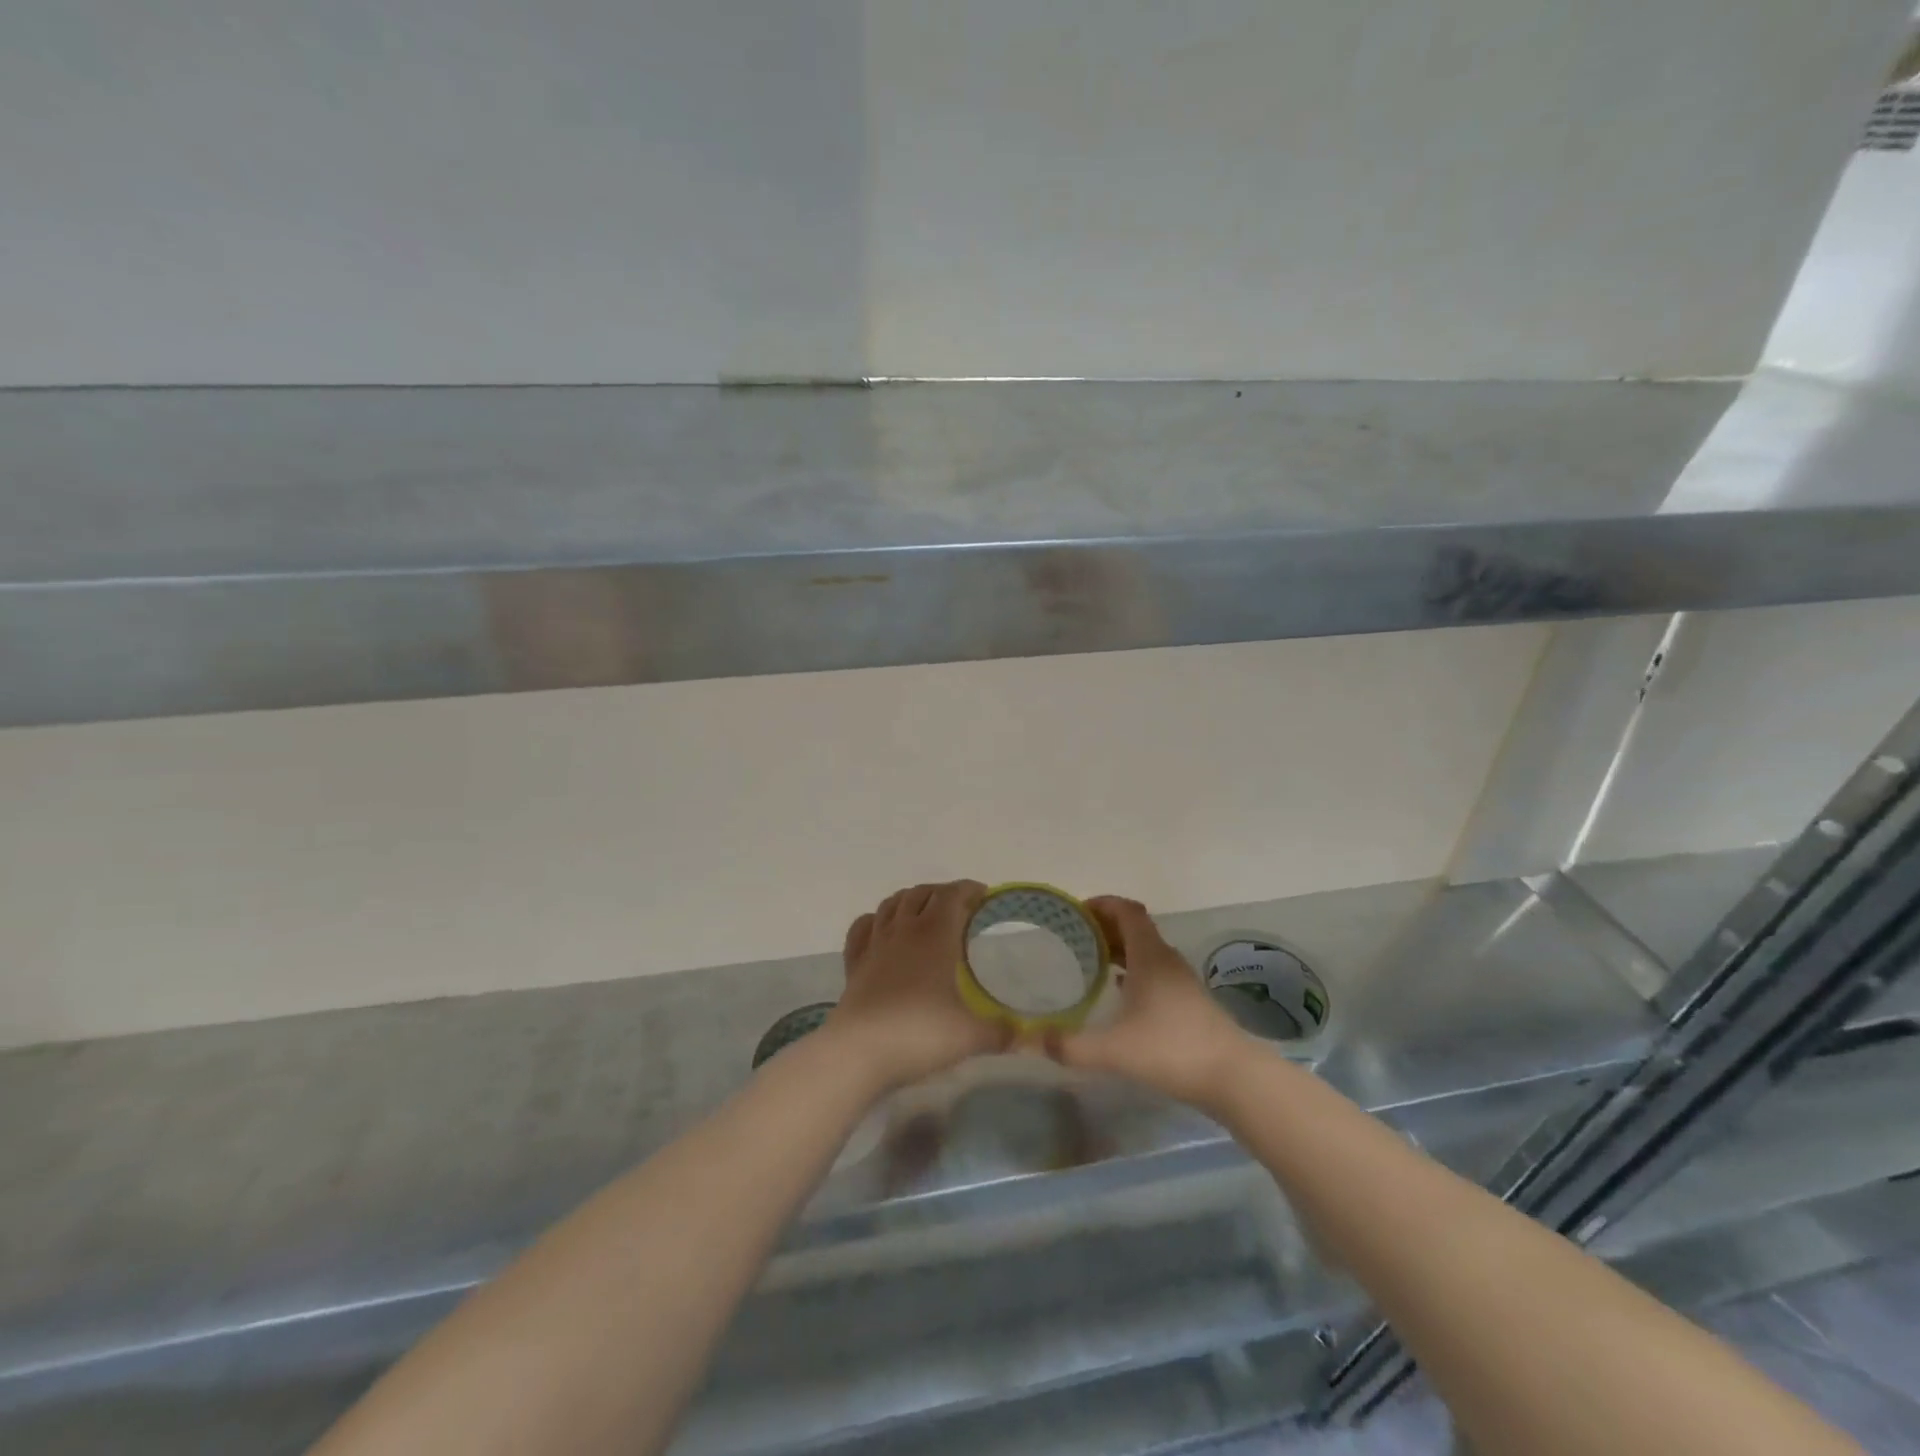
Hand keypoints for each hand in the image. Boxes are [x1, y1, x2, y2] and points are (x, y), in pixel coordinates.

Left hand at [823, 881, 1010, 1093]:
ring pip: (891, 903)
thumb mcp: (971, 1036)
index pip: (953, 895)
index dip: (969, 890)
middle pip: (922, 893)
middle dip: (943, 893)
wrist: (860, 1051)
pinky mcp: (854, 962)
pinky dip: (876, 920)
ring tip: (924, 912)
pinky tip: (882, 929)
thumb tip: (1024, 1036)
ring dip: (910, 900)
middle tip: (960, 908)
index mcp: (935, 934)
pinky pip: (863, 927)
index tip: (985, 896)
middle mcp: (904, 929)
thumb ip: (1001, 1032)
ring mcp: (875, 943)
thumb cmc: (920, 1033)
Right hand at [1049, 896, 1250, 1110]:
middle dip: (1104, 926)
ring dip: (1119, 949)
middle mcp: (1166, 960)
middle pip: (1135, 928)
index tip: (1076, 911)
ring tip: (1089, 961)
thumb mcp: (1114, 1050)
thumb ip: (1071, 1046)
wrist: (1234, 1077)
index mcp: (1150, 956)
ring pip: (1145, 951)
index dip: (1102, 904)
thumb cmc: (1172, 1049)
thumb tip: (1034, 1040)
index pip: (1127, 911)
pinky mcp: (1188, 1003)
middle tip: (1073, 937)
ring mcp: (1181, 981)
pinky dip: (1133, 971)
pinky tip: (1118, 993)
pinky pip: (1154, 972)